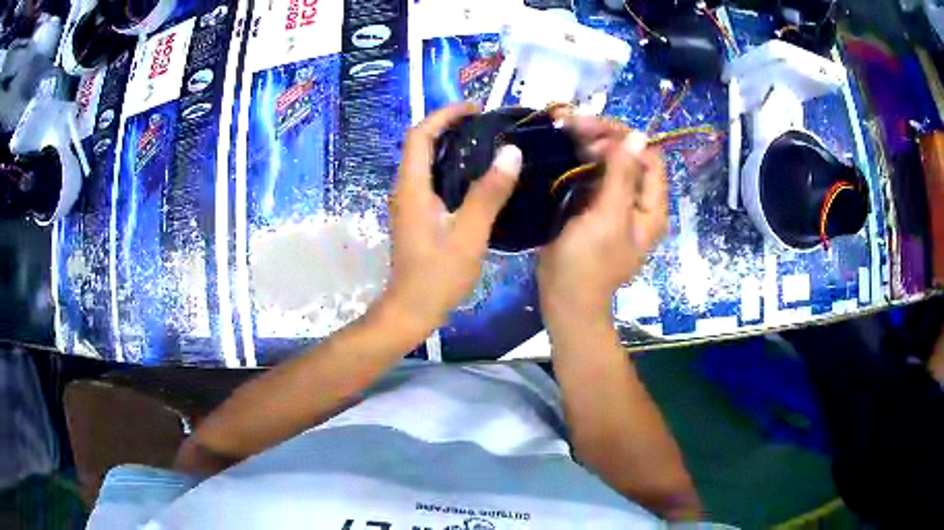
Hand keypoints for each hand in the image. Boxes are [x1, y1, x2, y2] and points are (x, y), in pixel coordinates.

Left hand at [385, 103, 521, 329]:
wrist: (412, 309)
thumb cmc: (438, 275)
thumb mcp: (469, 234)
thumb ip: (489, 193)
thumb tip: (511, 152)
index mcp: (412, 187)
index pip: (420, 135)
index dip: (444, 115)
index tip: (474, 107)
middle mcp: (405, 189)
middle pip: (420, 143)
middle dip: (448, 125)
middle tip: (485, 122)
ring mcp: (409, 203)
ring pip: (425, 161)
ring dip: (450, 144)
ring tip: (485, 141)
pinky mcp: (417, 215)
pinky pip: (431, 178)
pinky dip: (450, 166)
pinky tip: (476, 175)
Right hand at [538, 115, 667, 319]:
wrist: (564, 300)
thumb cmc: (587, 264)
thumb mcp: (608, 218)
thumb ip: (623, 176)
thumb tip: (637, 135)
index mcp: (651, 207)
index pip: (648, 156)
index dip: (623, 137)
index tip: (591, 128)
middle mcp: (637, 200)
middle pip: (628, 155)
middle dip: (602, 134)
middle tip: (568, 121)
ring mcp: (615, 202)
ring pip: (609, 161)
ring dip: (588, 141)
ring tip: (561, 124)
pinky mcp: (594, 206)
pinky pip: (592, 173)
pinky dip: (578, 157)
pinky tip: (561, 144)